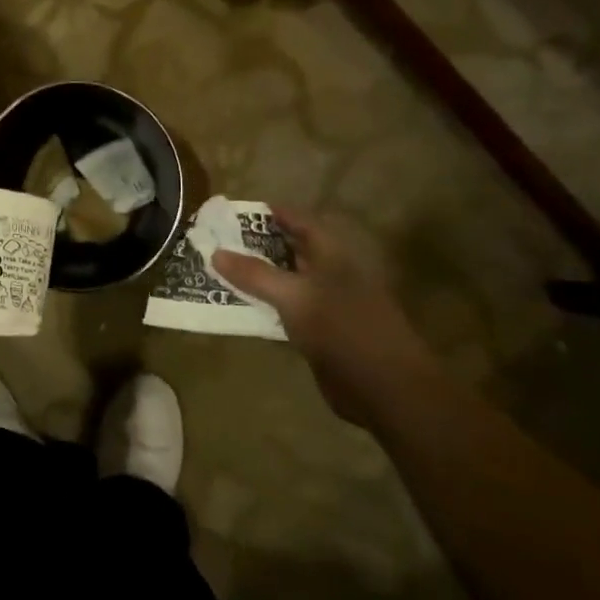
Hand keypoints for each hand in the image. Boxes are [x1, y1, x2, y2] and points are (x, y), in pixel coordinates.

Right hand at [211, 208, 433, 425]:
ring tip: (220, 269)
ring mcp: (327, 303)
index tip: (236, 212)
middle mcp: (331, 273)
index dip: (272, 214)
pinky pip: (287, 309)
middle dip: (258, 244)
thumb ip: (254, 274)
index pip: (300, 221)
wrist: (384, 387)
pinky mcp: (321, 332)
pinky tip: (241, 305)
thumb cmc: (342, 328)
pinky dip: (266, 304)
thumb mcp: (293, 296)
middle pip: (291, 249)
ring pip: (287, 280)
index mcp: (333, 254)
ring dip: (259, 276)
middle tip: (219, 241)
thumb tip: (215, 253)